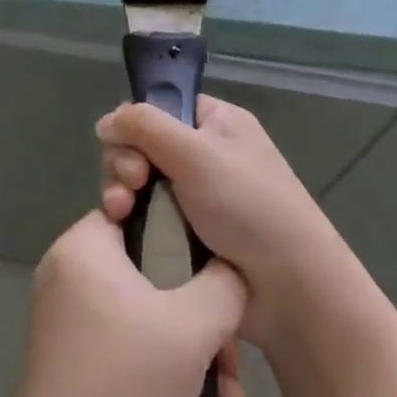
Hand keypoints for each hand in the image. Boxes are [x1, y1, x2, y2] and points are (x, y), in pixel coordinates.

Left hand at [5, 211, 246, 396]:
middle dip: (200, 312)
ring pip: (144, 311)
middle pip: (149, 269)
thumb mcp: (193, 327)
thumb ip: (223, 284)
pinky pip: (125, 339)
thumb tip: (230, 269)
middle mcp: (67, 269)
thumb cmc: (127, 384)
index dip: (185, 233)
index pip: (140, 211)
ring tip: (226, 396)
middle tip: (230, 353)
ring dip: (189, 347)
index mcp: (83, 245)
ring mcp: (66, 314)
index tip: (217, 267)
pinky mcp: (70, 353)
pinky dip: (161, 363)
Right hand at [97, 95, 361, 349]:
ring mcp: (196, 197)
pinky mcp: (187, 235)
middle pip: (143, 145)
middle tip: (131, 184)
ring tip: (120, 212)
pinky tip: (123, 229)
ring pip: (140, 183)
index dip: (135, 124)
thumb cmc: (248, 206)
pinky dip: (133, 220)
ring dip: (122, 192)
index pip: (160, 107)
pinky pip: (147, 217)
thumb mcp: (196, 152)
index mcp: (216, 123)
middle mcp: (205, 154)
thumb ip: (145, 126)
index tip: (126, 145)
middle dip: (126, 162)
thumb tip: (105, 122)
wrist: (290, 289)